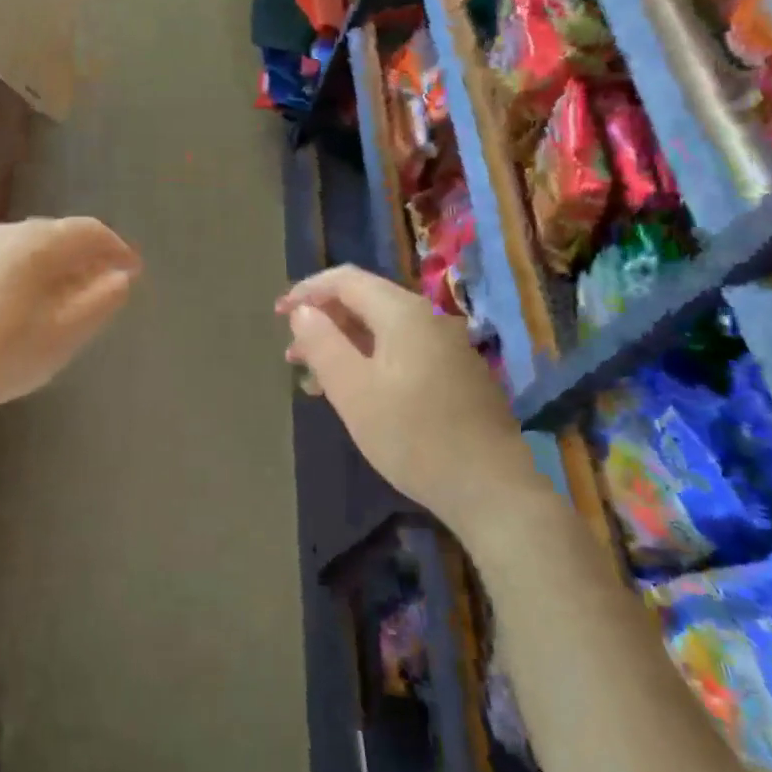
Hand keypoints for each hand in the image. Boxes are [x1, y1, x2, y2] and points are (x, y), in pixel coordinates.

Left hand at [0, 217, 139, 436]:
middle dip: (88, 255)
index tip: (134, 272)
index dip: (118, 248)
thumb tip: (122, 276)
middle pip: (60, 233)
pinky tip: (29, 299)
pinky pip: (8, 257)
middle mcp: (7, 233)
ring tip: (71, 293)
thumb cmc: (5, 355)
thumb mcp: (66, 333)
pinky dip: (30, 269)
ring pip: (31, 244)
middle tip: (106, 284)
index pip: (90, 231)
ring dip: (58, 262)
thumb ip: (102, 300)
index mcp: (38, 243)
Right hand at [278, 265, 532, 516]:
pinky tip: (358, 392)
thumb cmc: (414, 437)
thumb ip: (322, 344)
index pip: (345, 280)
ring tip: (317, 379)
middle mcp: (429, 318)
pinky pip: (403, 350)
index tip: (278, 315)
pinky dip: (371, 359)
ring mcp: (448, 345)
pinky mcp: (457, 373)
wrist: (493, 490)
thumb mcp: (354, 391)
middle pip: (365, 301)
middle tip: (293, 355)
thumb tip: (303, 312)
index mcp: (403, 313)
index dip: (307, 291)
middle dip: (324, 321)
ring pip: (383, 328)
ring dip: (345, 344)